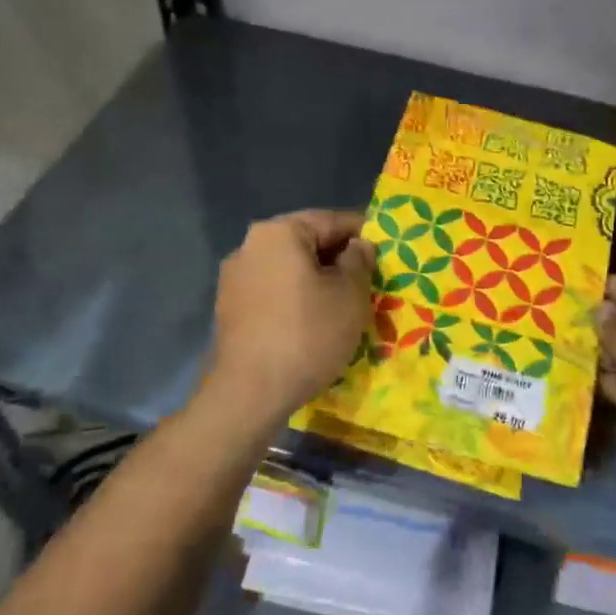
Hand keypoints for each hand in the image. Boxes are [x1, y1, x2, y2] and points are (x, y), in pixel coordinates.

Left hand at [200, 209, 375, 434]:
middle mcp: (250, 245)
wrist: (248, 394)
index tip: (386, 252)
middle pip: (307, 243)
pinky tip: (314, 322)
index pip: (332, 220)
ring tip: (344, 304)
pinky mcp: (229, 308)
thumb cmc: (307, 334)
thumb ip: (359, 260)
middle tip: (369, 280)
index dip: (364, 233)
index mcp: (279, 232)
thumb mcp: (350, 294)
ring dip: (317, 280)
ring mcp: (235, 278)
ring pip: (290, 269)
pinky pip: (273, 291)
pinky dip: (296, 299)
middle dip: (339, 259)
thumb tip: (358, 246)